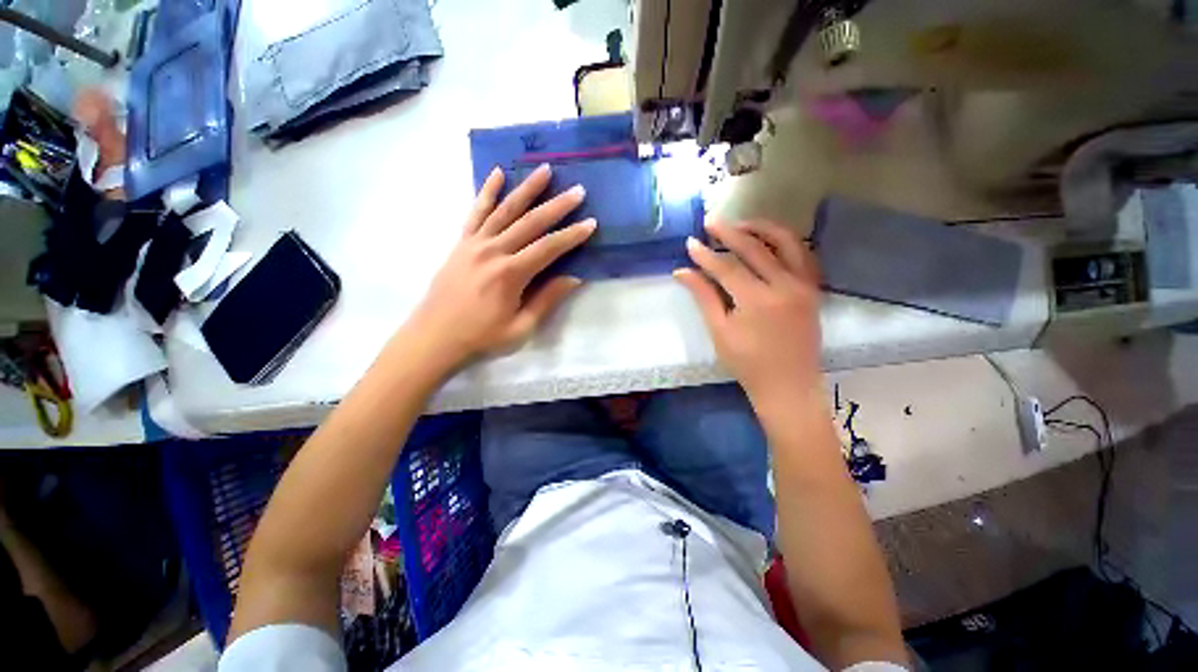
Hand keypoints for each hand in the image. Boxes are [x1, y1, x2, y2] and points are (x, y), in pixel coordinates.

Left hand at [405, 164, 594, 367]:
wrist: (434, 338)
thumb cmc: (481, 338)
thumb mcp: (521, 328)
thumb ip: (547, 300)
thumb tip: (573, 278)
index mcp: (510, 274)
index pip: (548, 248)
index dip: (571, 235)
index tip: (590, 223)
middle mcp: (493, 251)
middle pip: (530, 223)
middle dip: (557, 206)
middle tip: (578, 190)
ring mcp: (474, 244)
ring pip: (505, 210)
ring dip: (526, 188)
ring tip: (544, 169)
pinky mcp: (461, 243)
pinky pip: (476, 212)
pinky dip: (487, 191)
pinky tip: (497, 173)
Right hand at [674, 220, 822, 399]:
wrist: (788, 385)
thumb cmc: (748, 363)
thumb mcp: (719, 331)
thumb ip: (703, 296)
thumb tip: (681, 272)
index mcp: (758, 300)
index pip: (727, 267)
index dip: (706, 255)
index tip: (690, 242)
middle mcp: (786, 286)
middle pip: (755, 248)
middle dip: (730, 232)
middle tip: (710, 221)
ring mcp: (805, 286)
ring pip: (786, 242)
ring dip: (762, 228)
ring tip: (740, 224)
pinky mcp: (813, 289)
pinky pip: (803, 255)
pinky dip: (786, 242)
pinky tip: (770, 240)